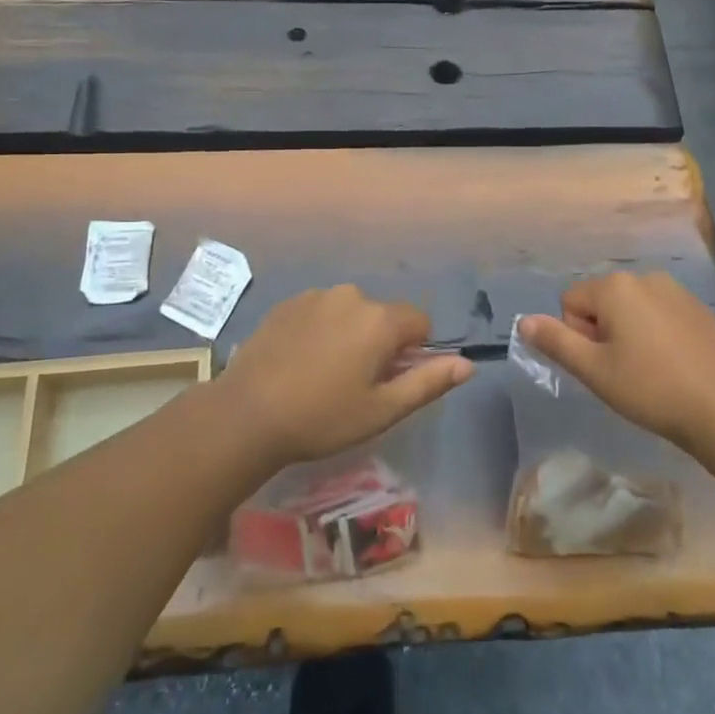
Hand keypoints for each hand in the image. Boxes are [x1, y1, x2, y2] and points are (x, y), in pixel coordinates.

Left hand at [218, 286, 471, 465]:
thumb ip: (428, 382)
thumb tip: (467, 364)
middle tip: (353, 384)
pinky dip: (320, 329)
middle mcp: (352, 296)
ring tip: (322, 374)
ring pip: (350, 312)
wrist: (247, 414)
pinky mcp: (287, 303)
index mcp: (380, 320)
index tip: (387, 380)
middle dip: (379, 343)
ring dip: (348, 334)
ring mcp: (316, 296)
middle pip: (383, 316)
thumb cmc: (322, 417)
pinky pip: (320, 311)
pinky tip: (299, 361)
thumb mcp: (382, 410)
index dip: (412, 352)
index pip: (419, 322)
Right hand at [519, 272, 714, 448]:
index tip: (602, 364)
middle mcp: (644, 277)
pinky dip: (657, 335)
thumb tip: (524, 321)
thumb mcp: (594, 370)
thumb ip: (556, 342)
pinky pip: (660, 314)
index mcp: (615, 287)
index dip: (578, 336)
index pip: (571, 301)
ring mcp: (676, 291)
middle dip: (603, 332)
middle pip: (601, 302)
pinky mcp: (699, 309)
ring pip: (632, 309)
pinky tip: (673, 366)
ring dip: (629, 333)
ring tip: (649, 370)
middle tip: (623, 371)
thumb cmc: (650, 388)